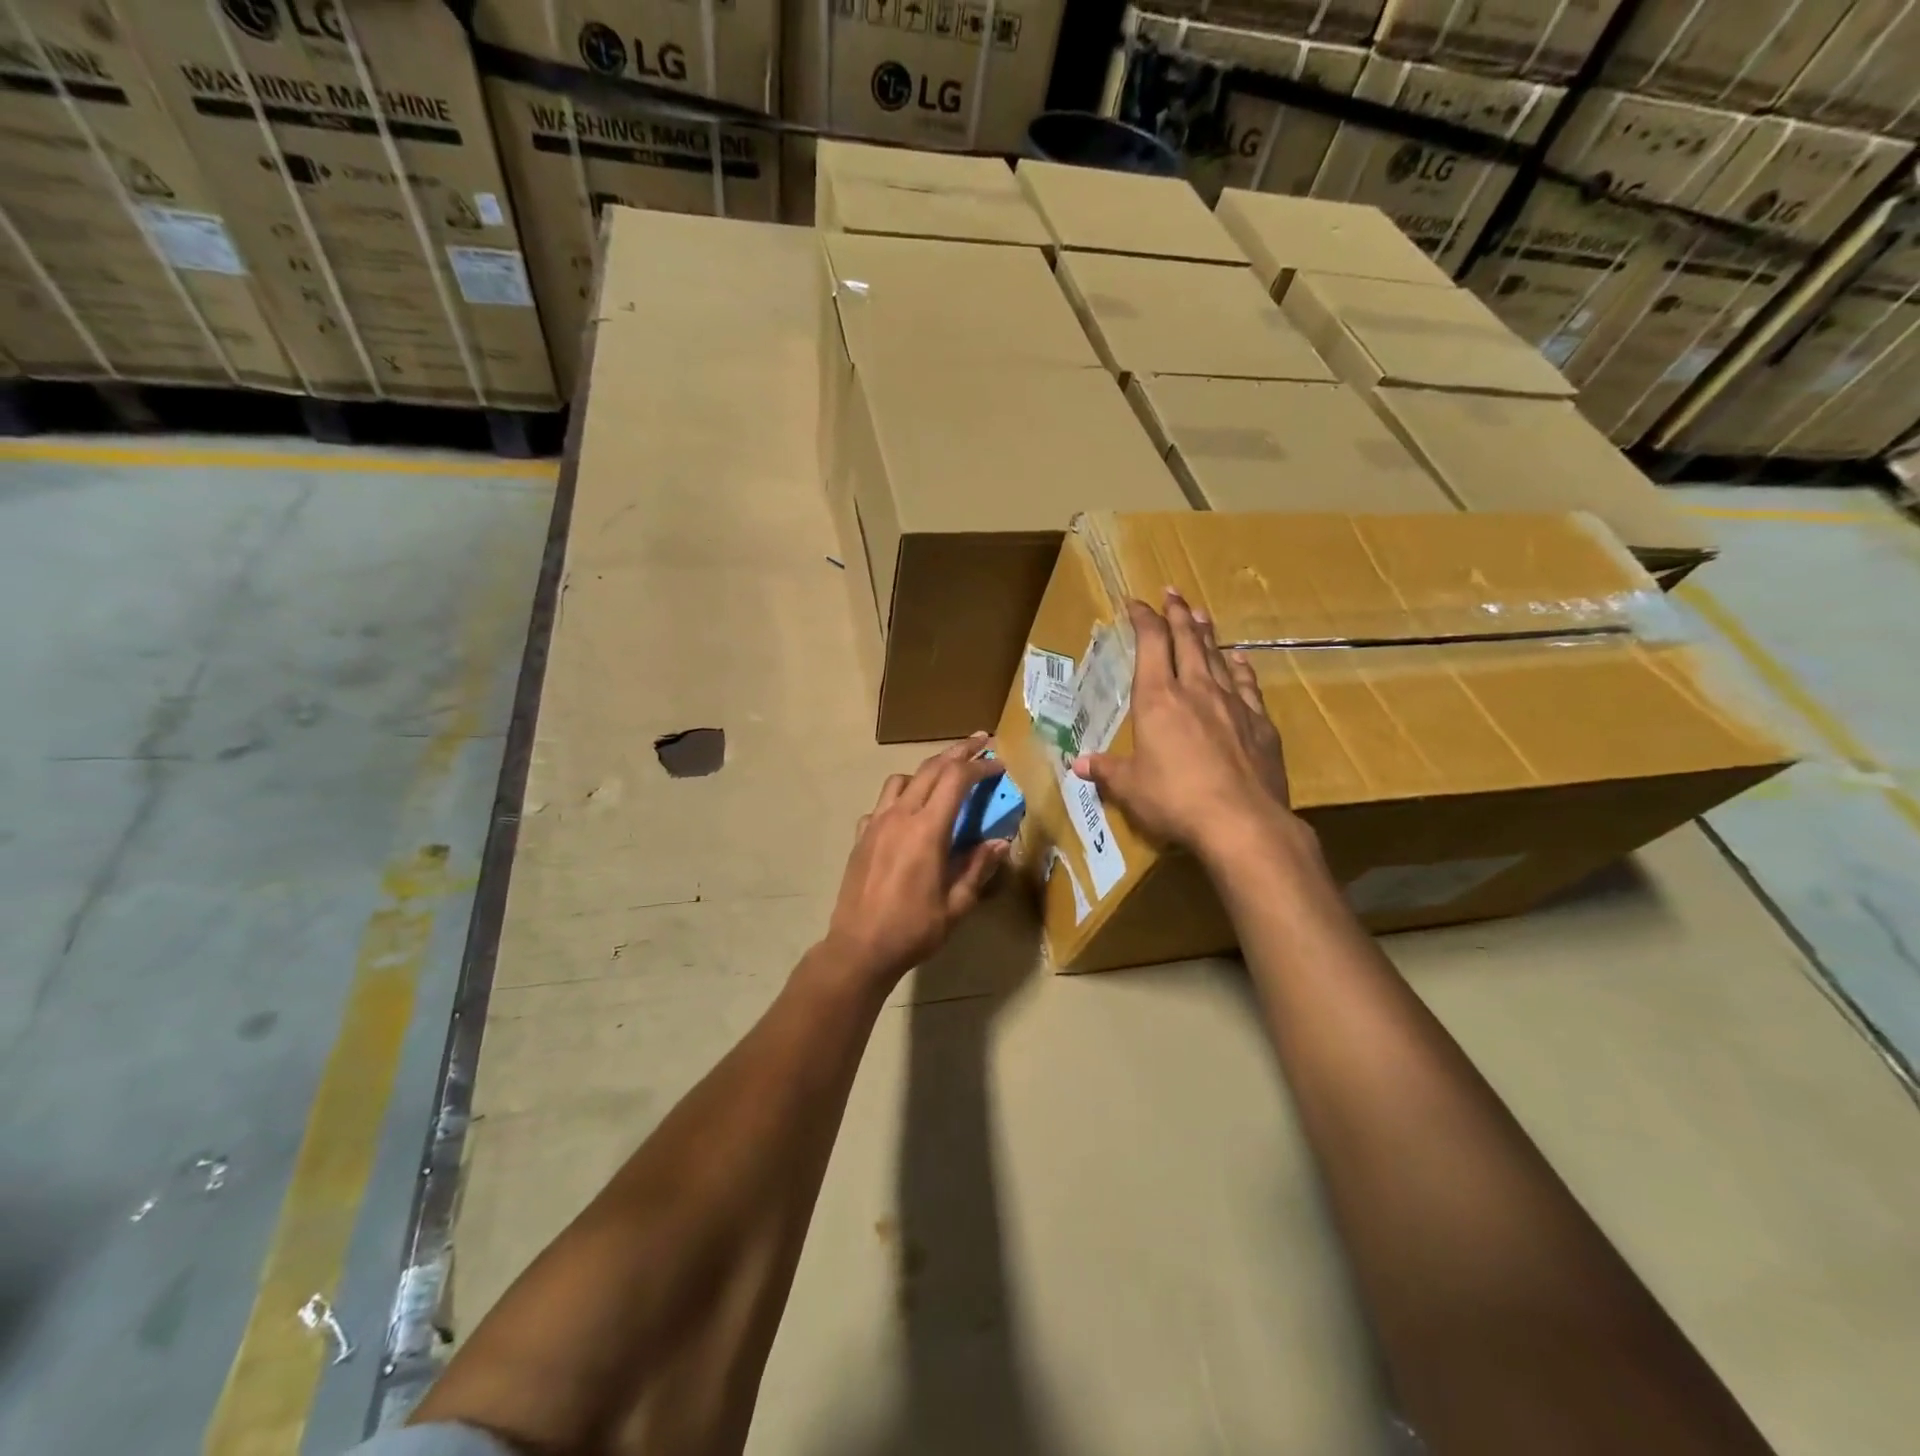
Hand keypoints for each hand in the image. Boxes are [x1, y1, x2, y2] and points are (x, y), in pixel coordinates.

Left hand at [823, 734, 1008, 986]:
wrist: (859, 948)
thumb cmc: (913, 929)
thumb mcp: (957, 905)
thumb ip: (978, 868)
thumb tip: (1000, 841)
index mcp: (927, 830)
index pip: (956, 780)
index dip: (980, 766)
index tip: (999, 764)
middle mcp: (900, 816)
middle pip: (930, 768)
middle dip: (958, 752)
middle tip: (981, 742)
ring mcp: (876, 823)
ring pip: (901, 779)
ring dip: (927, 770)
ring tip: (945, 777)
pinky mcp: (861, 836)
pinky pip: (882, 803)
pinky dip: (901, 797)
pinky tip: (909, 815)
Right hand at [1073, 591, 1298, 862]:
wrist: (1242, 821)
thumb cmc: (1174, 799)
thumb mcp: (1130, 787)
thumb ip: (1106, 770)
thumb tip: (1078, 764)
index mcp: (1158, 699)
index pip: (1151, 644)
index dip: (1143, 619)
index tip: (1136, 603)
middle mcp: (1196, 690)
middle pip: (1187, 640)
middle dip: (1177, 613)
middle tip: (1172, 592)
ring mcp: (1233, 704)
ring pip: (1218, 656)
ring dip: (1207, 633)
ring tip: (1200, 614)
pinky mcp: (1260, 723)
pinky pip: (1248, 684)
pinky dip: (1240, 667)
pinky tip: (1239, 659)